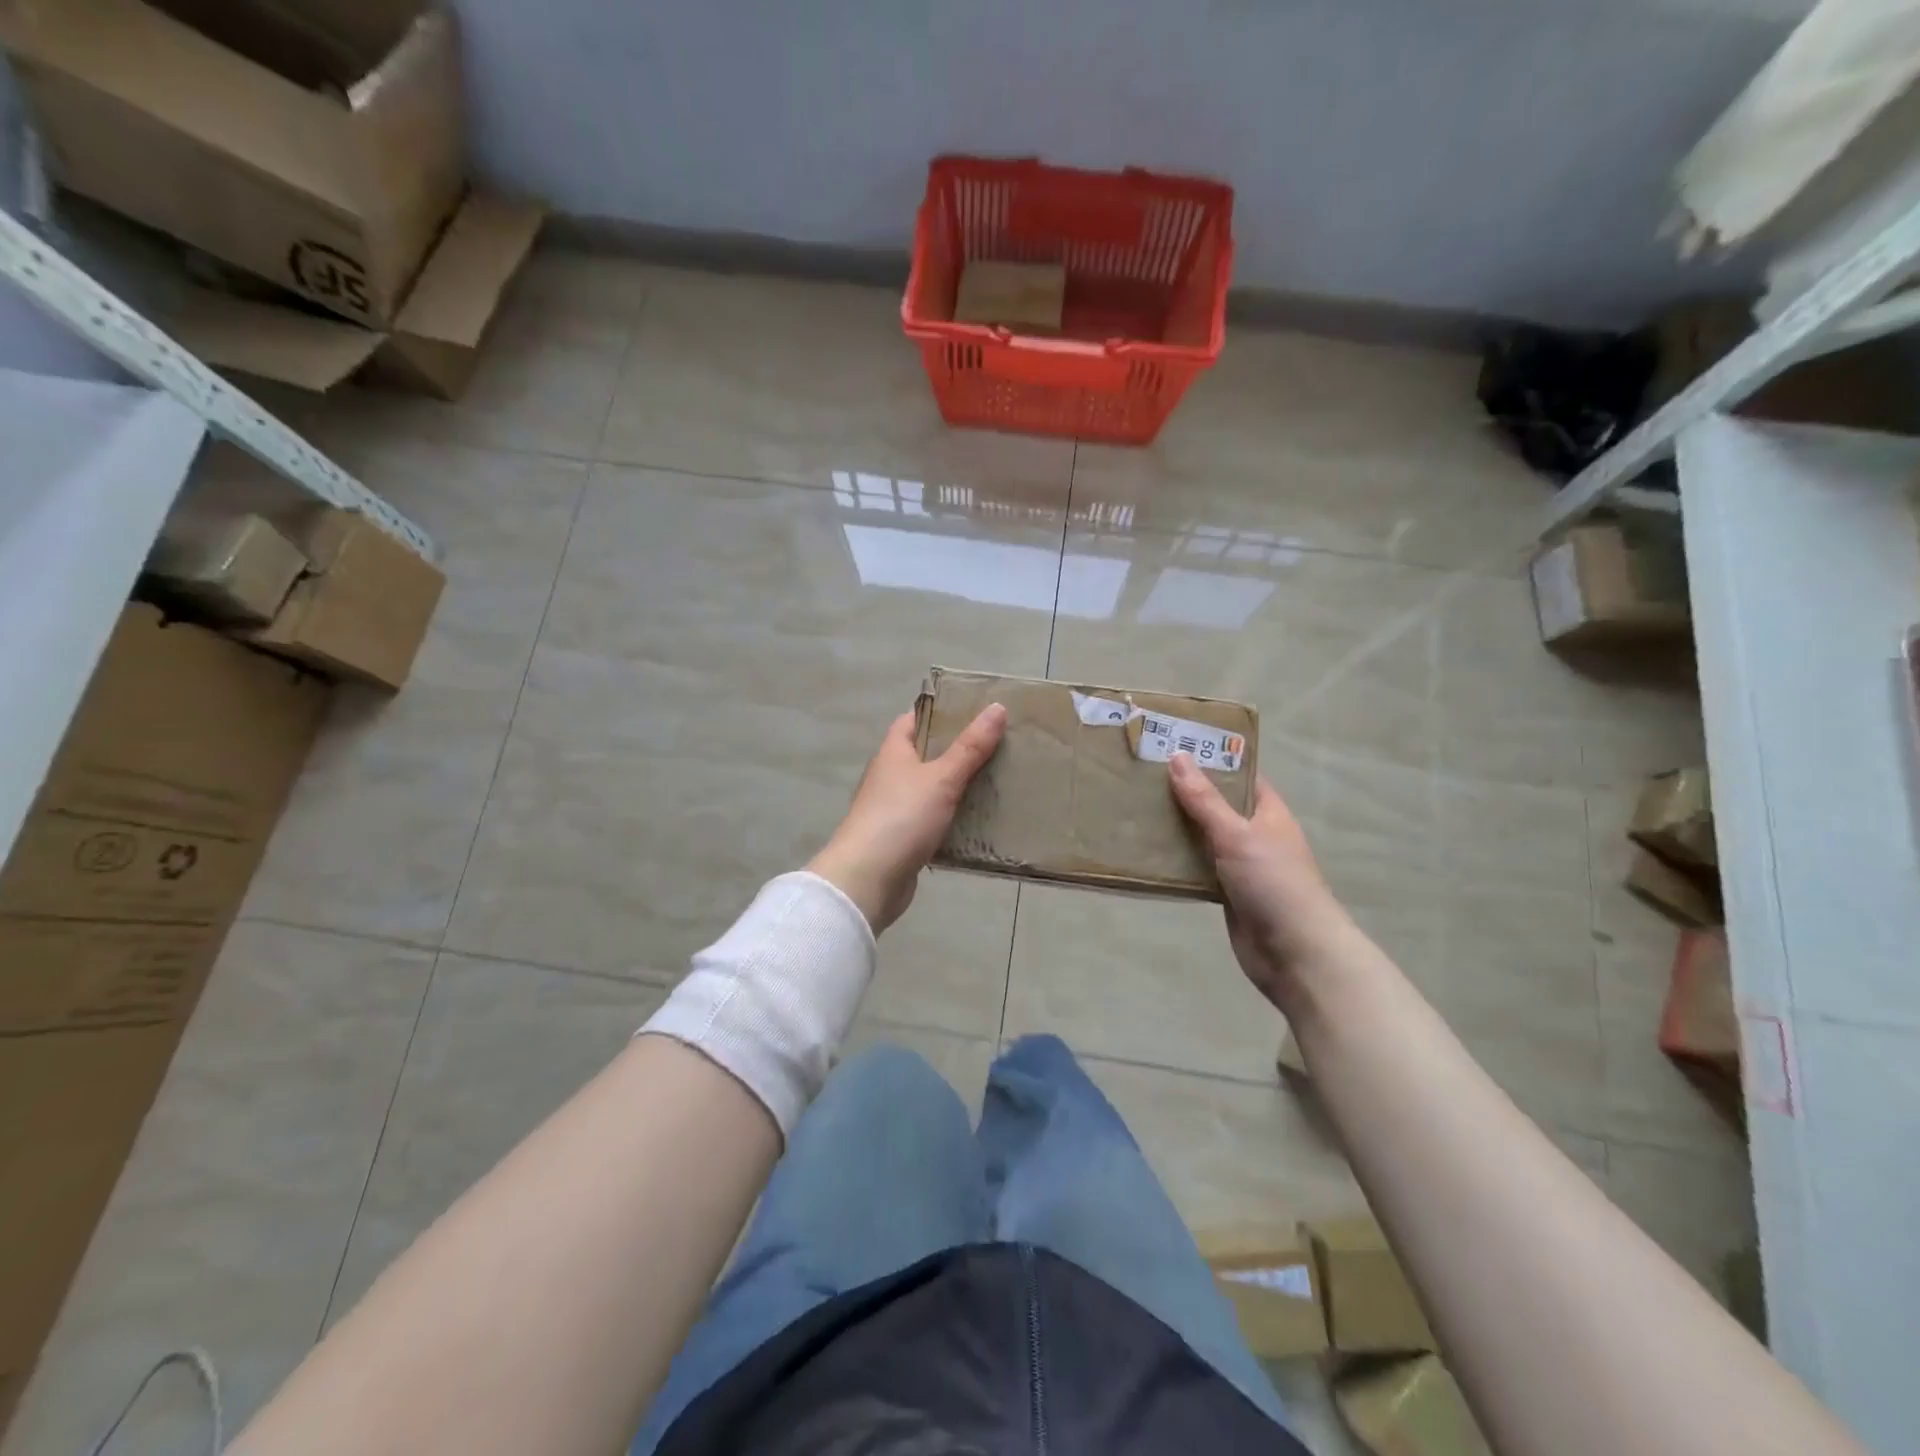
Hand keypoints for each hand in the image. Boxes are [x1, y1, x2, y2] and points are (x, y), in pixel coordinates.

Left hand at [808, 704, 1007, 933]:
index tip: (974, 711)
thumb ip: (970, 747)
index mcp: (893, 753)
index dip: (940, 713)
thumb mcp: (941, 778)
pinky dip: (953, 819)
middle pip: (925, 755)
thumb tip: (997, 708)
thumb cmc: (902, 817)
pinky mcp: (902, 839)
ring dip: (958, 787)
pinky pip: (932, 821)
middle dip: (957, 751)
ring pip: (931, 790)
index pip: (913, 720)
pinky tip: (980, 821)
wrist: (868, 879)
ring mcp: (894, 809)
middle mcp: (889, 777)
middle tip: (997, 746)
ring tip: (997, 781)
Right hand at [1167, 754, 1352, 1005]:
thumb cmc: (1273, 882)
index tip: (1174, 746)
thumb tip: (1178, 756)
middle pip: (1217, 806)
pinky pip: (1197, 867)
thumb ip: (1205, 800)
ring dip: (1177, 827)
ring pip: (1204, 838)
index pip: (1240, 776)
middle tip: (1143, 775)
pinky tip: (1147, 851)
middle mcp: (1255, 835)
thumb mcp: (1237, 834)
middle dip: (1186, 793)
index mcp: (1268, 813)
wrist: (1294, 952)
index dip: (1212, 759)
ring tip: (1137, 807)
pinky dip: (1177, 860)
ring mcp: (1241, 865)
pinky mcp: (1226, 893)